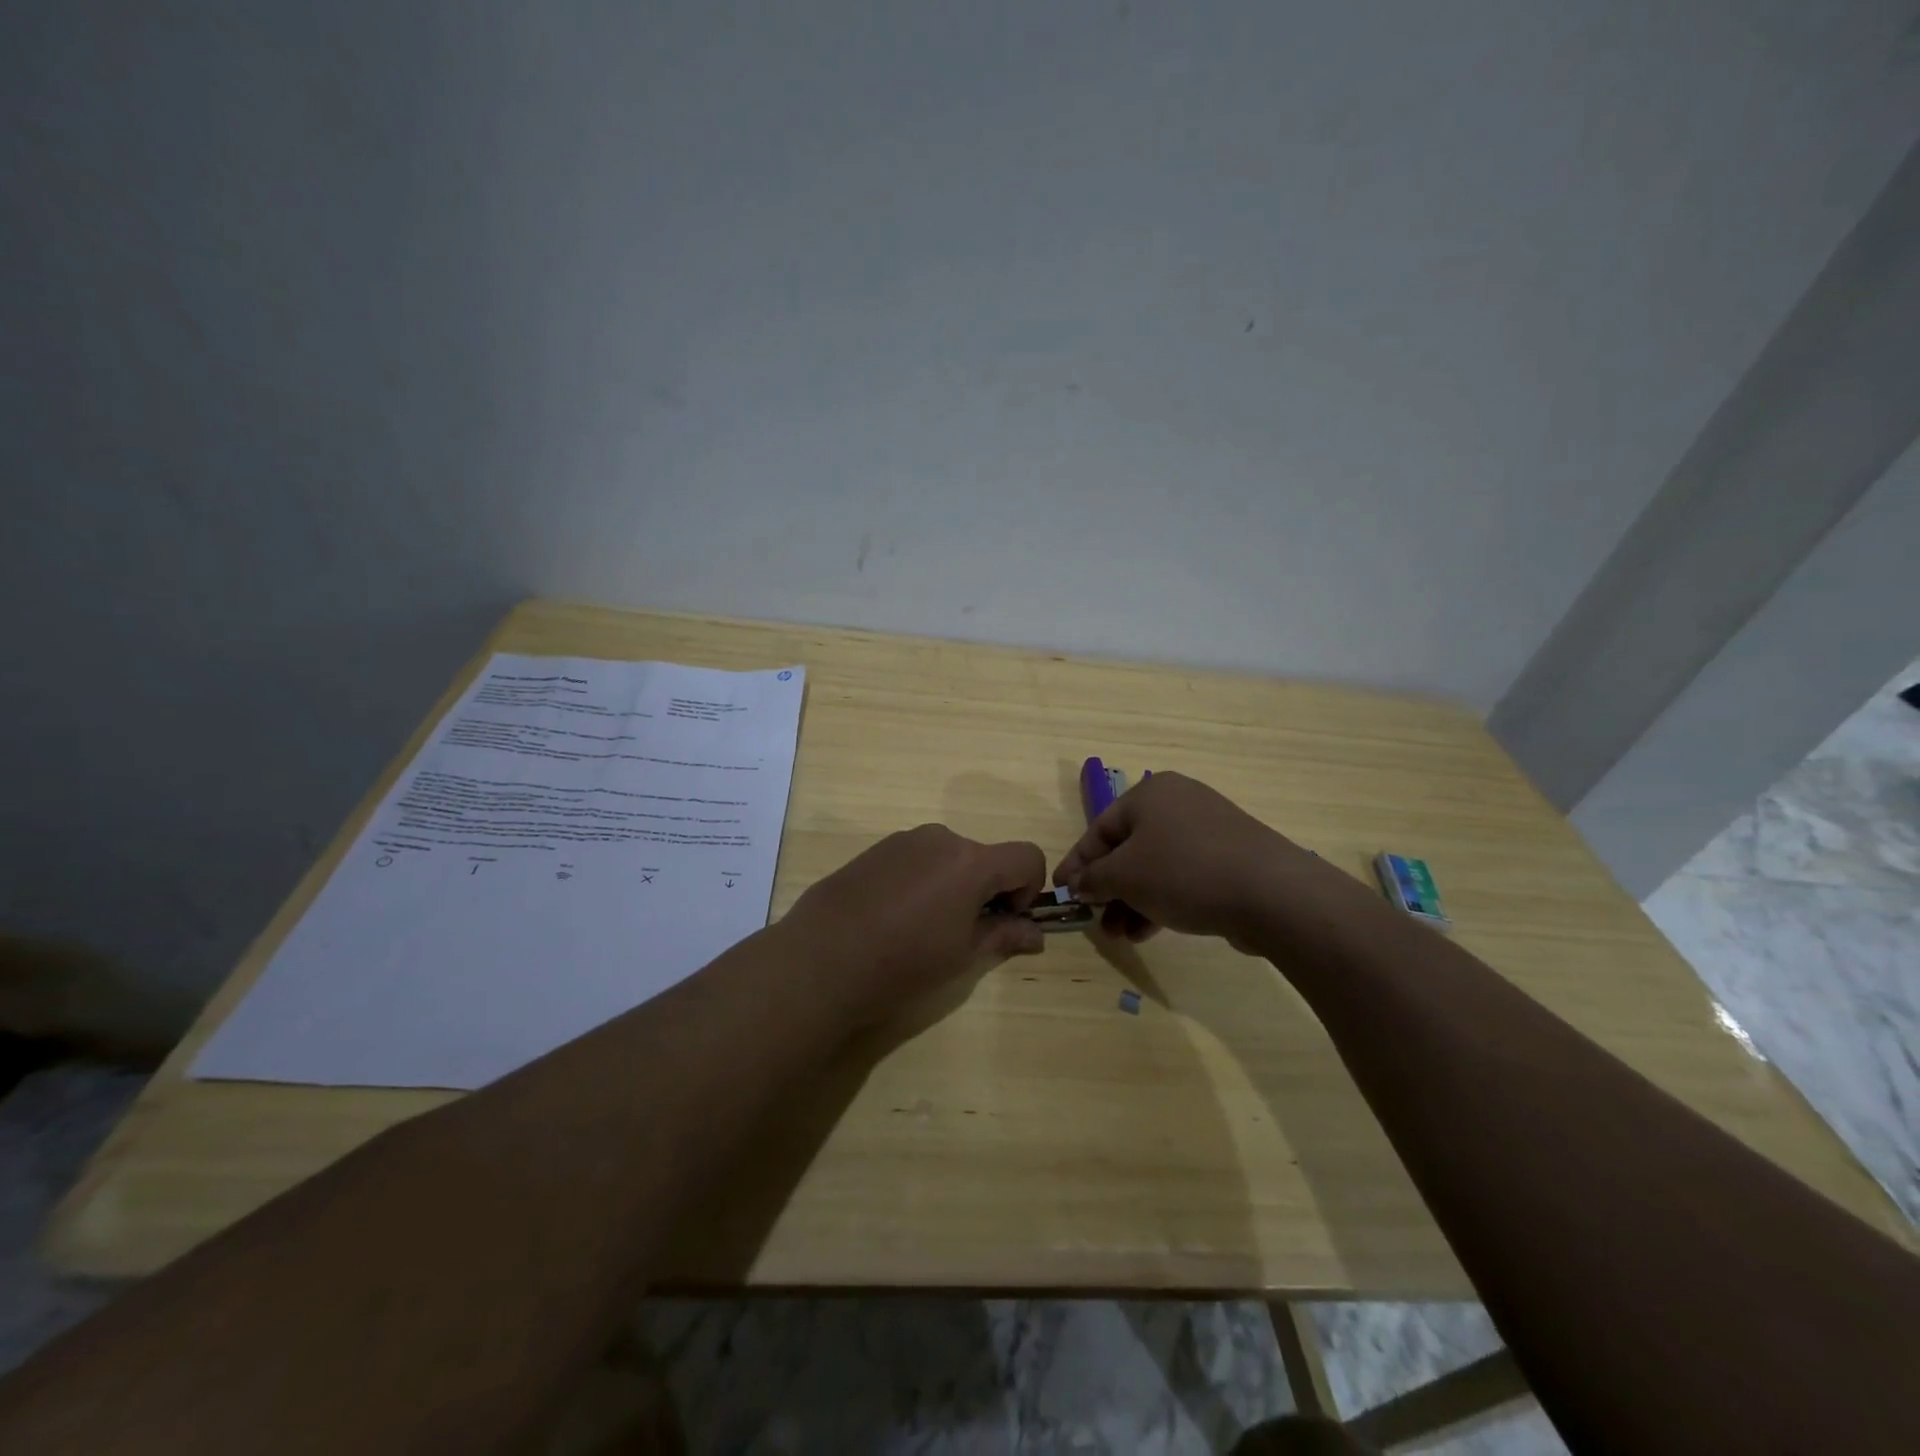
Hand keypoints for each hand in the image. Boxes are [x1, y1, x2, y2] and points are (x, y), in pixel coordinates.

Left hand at [781, 824, 1048, 1023]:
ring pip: (949, 857)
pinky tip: (893, 917)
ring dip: (953, 885)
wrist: (822, 958)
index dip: (1028, 889)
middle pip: (985, 857)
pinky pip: (916, 858)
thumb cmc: (903, 962)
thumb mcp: (962, 956)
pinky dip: (922, 880)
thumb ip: (1004, 936)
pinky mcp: (875, 849)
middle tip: (962, 933)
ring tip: (922, 928)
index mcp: (971, 862)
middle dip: (987, 890)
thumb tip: (1035, 934)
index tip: (1004, 920)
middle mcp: (941, 839)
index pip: (1027, 856)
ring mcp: (904, 840)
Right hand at [1053, 772, 1343, 950]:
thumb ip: (1094, 879)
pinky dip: (1162, 900)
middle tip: (1097, 921)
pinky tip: (1149, 931)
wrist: (1271, 893)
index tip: (1061, 891)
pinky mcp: (1230, 857)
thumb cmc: (1183, 872)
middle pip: (1128, 848)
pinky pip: (1183, 876)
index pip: (1099, 829)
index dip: (1077, 863)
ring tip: (1122, 935)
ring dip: (1133, 901)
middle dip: (1109, 889)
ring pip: (1156, 866)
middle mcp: (1178, 803)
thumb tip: (1079, 884)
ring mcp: (1208, 829)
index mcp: (1149, 794)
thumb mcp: (1125, 876)